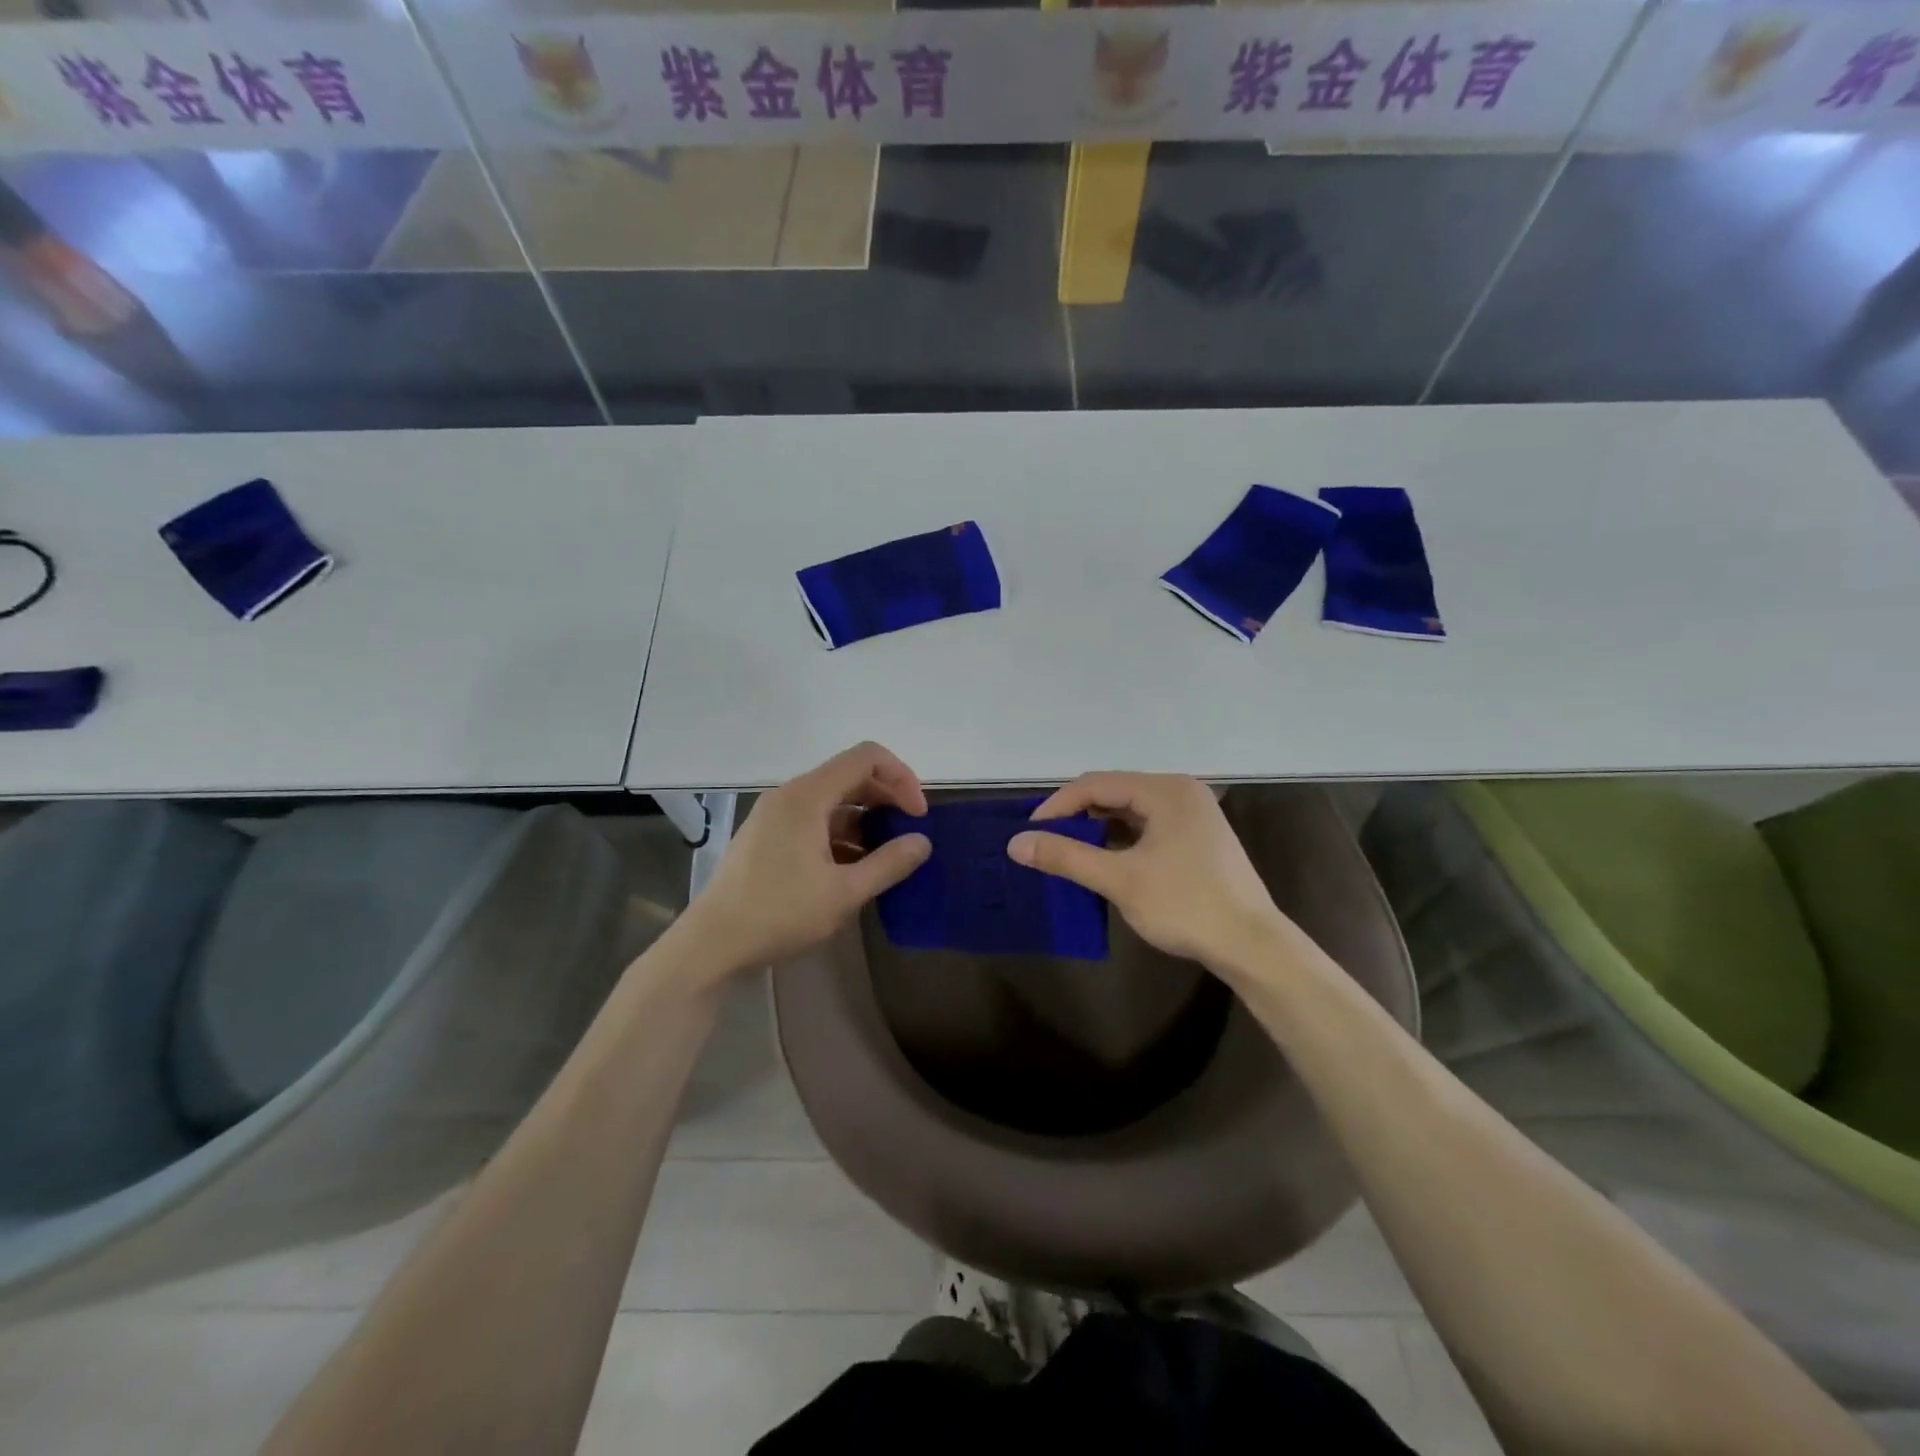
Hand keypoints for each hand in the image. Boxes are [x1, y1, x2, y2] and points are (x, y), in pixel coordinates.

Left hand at [682, 742, 930, 977]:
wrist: (712, 944)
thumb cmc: (779, 914)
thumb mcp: (844, 893)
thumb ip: (889, 863)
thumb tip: (922, 842)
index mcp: (807, 796)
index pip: (866, 758)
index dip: (901, 777)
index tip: (917, 816)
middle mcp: (790, 795)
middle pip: (850, 775)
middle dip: (886, 798)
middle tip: (909, 833)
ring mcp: (776, 815)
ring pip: (833, 800)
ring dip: (865, 819)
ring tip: (885, 856)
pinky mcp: (768, 836)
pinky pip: (815, 820)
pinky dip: (842, 833)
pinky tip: (853, 867)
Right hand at [1007, 772, 1288, 976]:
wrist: (1252, 945)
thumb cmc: (1186, 906)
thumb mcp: (1120, 880)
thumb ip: (1067, 857)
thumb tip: (1016, 843)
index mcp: (1165, 790)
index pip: (1095, 784)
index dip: (1057, 806)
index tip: (1030, 833)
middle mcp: (1180, 792)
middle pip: (1113, 792)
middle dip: (1076, 816)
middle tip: (1045, 842)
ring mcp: (1192, 814)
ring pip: (1129, 811)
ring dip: (1097, 828)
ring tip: (1068, 852)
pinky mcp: (1196, 837)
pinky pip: (1146, 826)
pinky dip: (1120, 839)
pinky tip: (1104, 861)